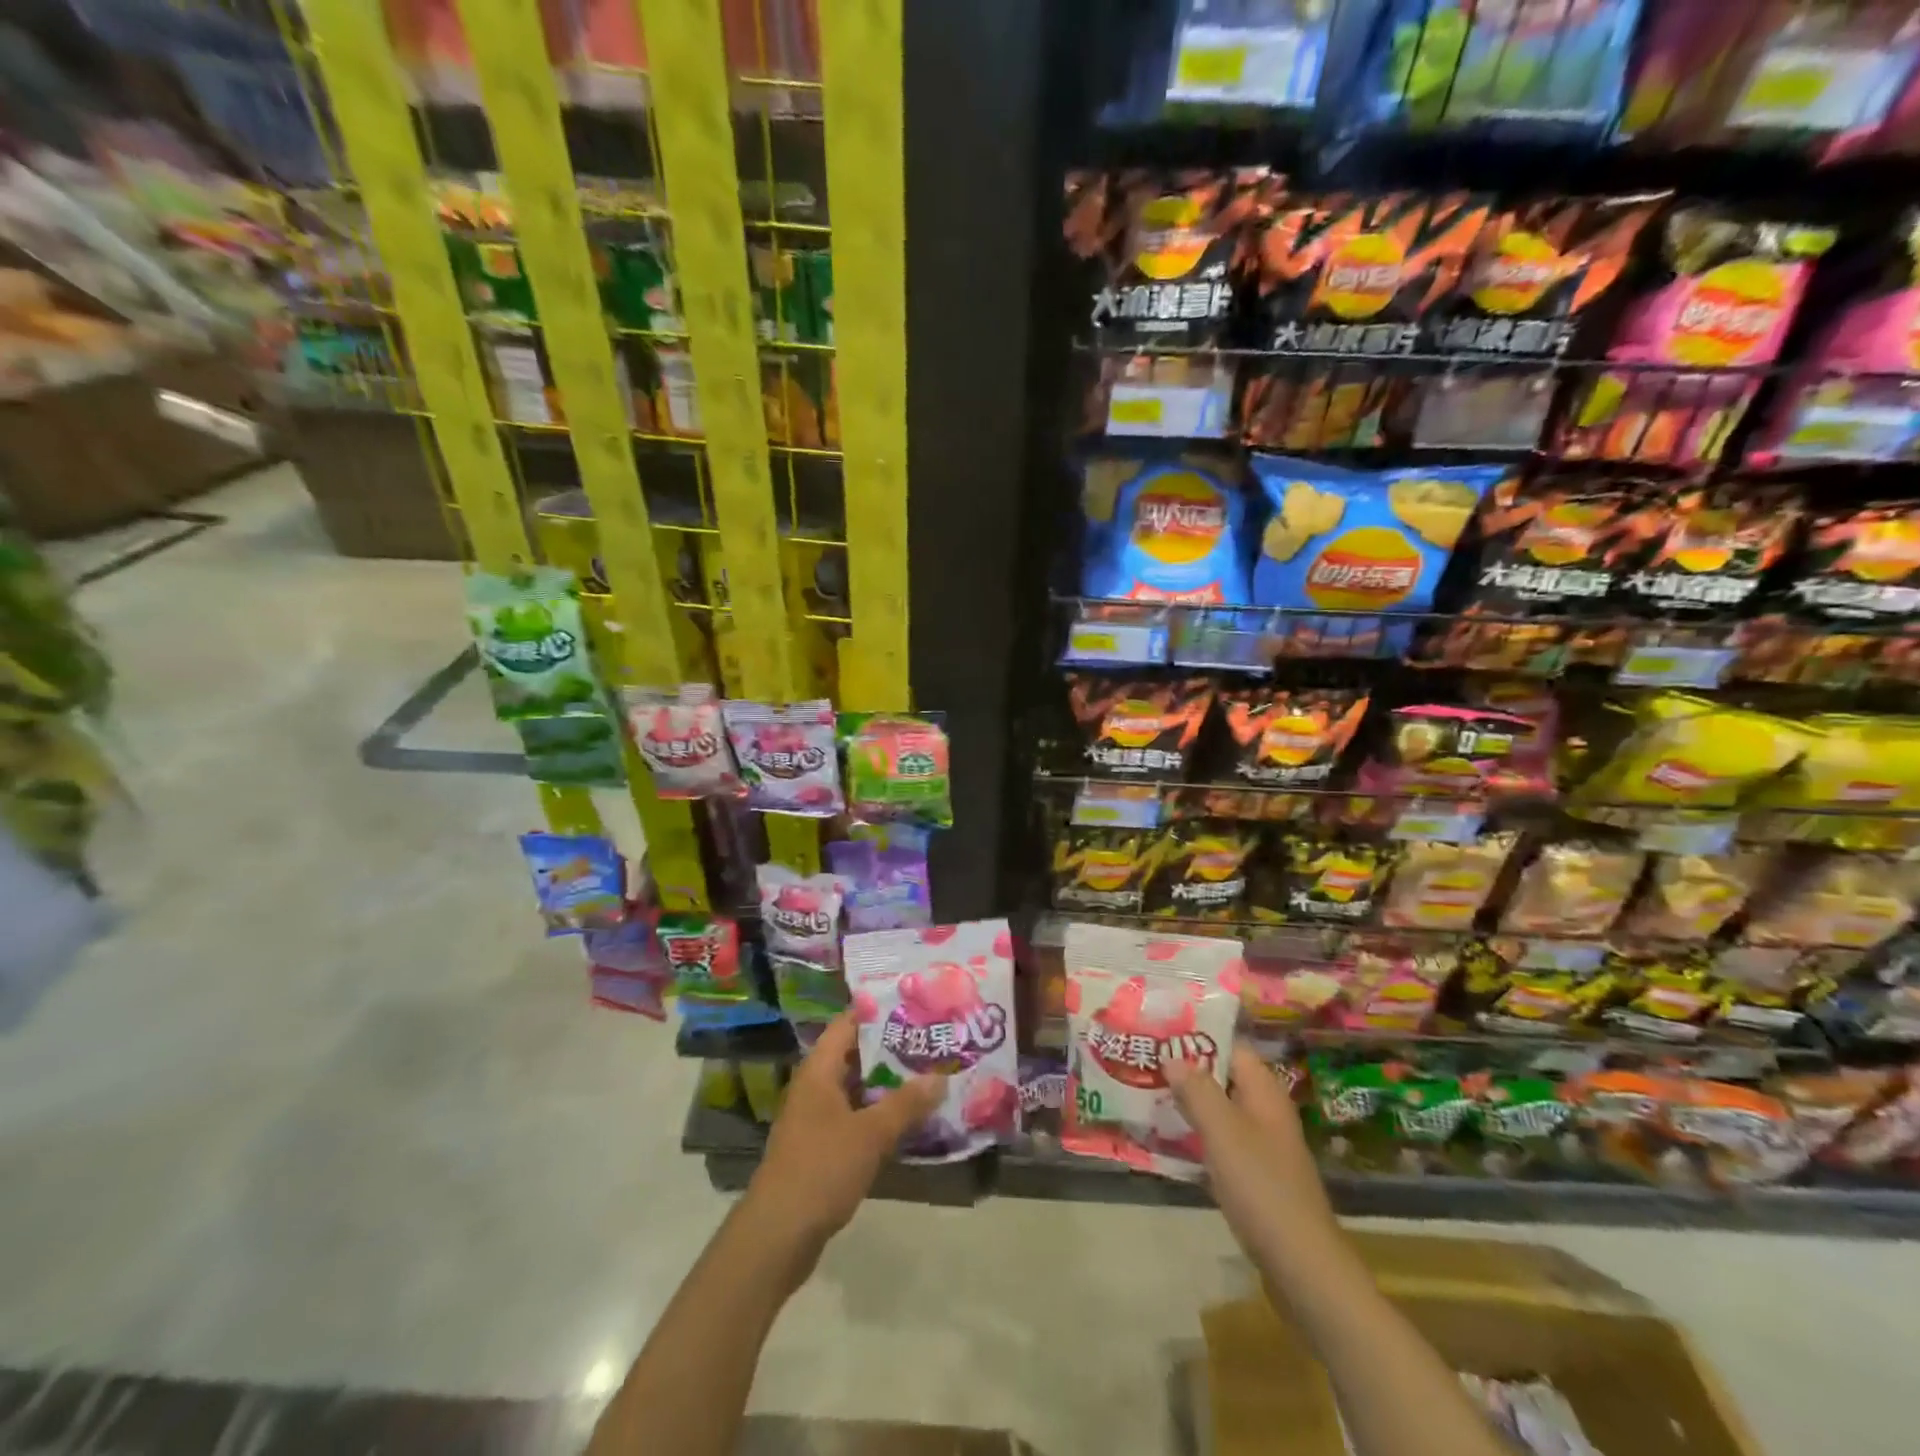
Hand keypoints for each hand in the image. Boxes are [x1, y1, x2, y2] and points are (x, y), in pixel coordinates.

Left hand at [744, 1013, 944, 1258]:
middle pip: (855, 1055)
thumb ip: (907, 1103)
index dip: (878, 1011)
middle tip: (931, 1040)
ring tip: (929, 1075)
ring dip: (888, 1084)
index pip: (848, 1023)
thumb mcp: (871, 1134)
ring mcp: (816, 1118)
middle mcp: (815, 1087)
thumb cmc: (821, 1169)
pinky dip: (879, 1114)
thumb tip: (941, 1076)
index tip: (914, 1005)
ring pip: (857, 1089)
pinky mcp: (821, 1147)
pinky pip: (855, 1117)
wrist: (778, 1235)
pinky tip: (909, 1120)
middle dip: (891, 1049)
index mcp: (819, 1070)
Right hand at [1166, 1044, 1335, 1260]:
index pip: (1231, 1047)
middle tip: (1145, 1062)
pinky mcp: (1256, 1175)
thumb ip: (1197, 1090)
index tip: (1159, 1033)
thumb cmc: (1261, 1186)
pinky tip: (1168, 1141)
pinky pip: (1221, 1141)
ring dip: (1189, 1103)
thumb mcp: (1223, 1131)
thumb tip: (1173, 1056)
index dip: (1197, 1037)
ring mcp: (1263, 1145)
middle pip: (1223, 1077)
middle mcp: (1266, 1111)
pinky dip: (1197, 1135)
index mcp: (1264, 1092)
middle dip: (1187, 1070)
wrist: (1302, 1264)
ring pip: (1220, 1110)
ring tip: (1146, 1094)